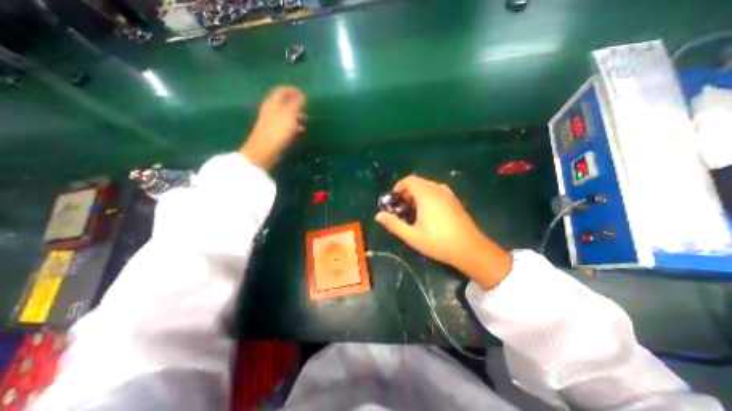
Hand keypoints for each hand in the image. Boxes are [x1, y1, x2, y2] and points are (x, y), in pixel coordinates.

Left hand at [243, 86, 305, 169]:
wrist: (265, 149)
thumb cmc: (278, 130)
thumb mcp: (290, 114)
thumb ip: (296, 103)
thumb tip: (302, 94)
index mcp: (272, 102)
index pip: (282, 91)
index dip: (292, 90)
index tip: (304, 93)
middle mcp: (270, 109)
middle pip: (283, 102)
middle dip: (295, 103)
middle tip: (306, 107)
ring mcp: (271, 121)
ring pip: (285, 114)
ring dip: (296, 115)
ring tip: (306, 119)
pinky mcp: (273, 132)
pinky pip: (285, 125)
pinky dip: (294, 125)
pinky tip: (301, 130)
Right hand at [374, 175, 510, 288]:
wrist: (470, 249)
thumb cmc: (438, 242)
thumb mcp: (412, 235)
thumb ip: (393, 224)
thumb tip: (378, 215)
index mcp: (426, 195)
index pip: (410, 180)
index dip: (399, 187)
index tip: (394, 200)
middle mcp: (437, 190)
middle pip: (418, 182)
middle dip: (407, 192)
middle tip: (402, 208)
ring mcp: (448, 194)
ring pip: (428, 186)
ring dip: (417, 194)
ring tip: (413, 210)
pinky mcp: (455, 200)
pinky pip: (437, 191)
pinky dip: (428, 196)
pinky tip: (428, 212)